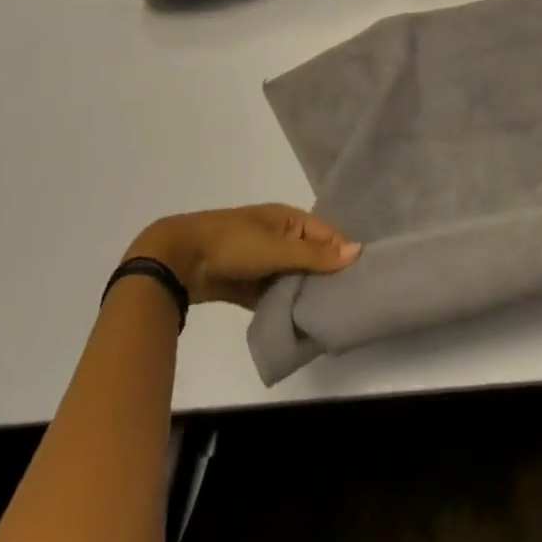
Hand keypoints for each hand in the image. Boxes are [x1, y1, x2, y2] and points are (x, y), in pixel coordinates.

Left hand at [125, 205, 361, 307]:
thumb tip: (358, 251)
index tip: (361, 280)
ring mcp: (263, 261)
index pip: (327, 235)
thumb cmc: (233, 244)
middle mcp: (280, 237)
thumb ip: (316, 255)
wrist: (180, 261)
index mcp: (289, 219)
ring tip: (328, 316)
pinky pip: (274, 294)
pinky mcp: (248, 284)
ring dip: (304, 293)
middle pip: (312, 257)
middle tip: (347, 303)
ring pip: (293, 278)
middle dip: (326, 277)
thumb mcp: (278, 248)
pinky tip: (299, 322)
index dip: (343, 254)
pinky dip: (284, 305)